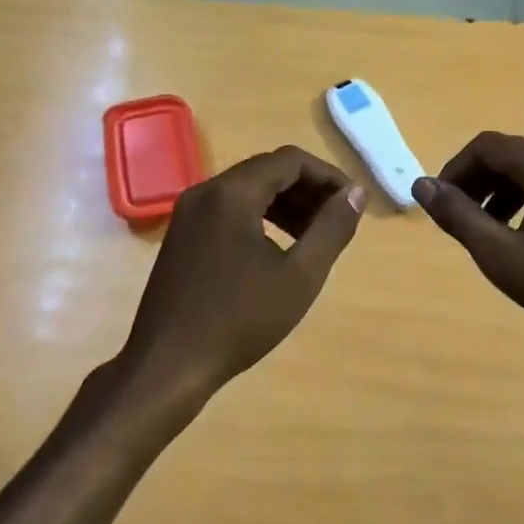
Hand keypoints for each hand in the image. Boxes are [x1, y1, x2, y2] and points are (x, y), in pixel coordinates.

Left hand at [120, 146, 365, 416]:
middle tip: (337, 221)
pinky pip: (228, 210)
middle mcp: (205, 192)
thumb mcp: (299, 276)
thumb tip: (355, 194)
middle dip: (307, 190)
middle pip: (266, 170)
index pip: (290, 160)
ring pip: (247, 191)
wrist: (168, 364)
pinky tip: (278, 249)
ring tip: (314, 237)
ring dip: (285, 204)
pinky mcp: (181, 235)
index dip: (328, 176)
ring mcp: (188, 213)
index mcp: (231, 193)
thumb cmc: (239, 320)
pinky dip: (259, 218)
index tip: (353, 204)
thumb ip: (332, 229)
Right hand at [413, 132, 523, 377]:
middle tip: (461, 218)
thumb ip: (458, 216)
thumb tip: (421, 186)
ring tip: (488, 228)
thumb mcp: (501, 256)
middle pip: (511, 153)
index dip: (455, 170)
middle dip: (478, 180)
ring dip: (502, 189)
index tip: (442, 203)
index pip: (487, 146)